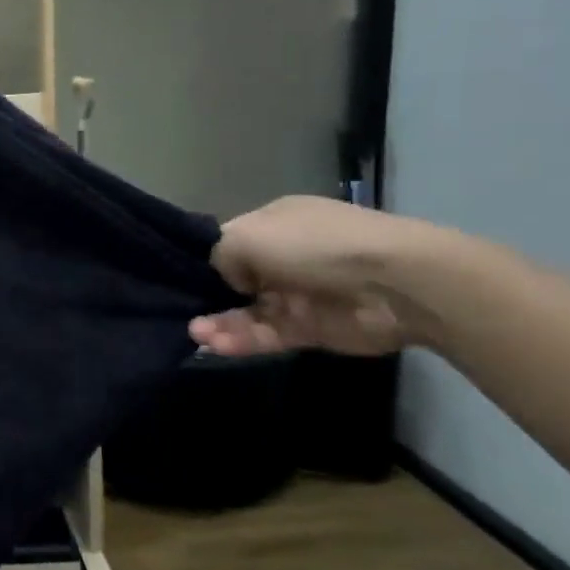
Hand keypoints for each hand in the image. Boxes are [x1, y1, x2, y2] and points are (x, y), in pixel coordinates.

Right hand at [190, 196, 429, 357]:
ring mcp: (298, 295)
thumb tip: (228, 279)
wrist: (393, 283)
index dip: (204, 260)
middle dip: (208, 296)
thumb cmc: (314, 246)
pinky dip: (242, 340)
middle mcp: (285, 257)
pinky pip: (267, 335)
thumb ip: (221, 256)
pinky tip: (215, 345)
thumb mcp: (248, 235)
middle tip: (180, 312)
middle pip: (235, 280)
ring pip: (248, 311)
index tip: (176, 278)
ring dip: (221, 322)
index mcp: (274, 224)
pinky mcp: (310, 329)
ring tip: (195, 333)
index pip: (230, 243)